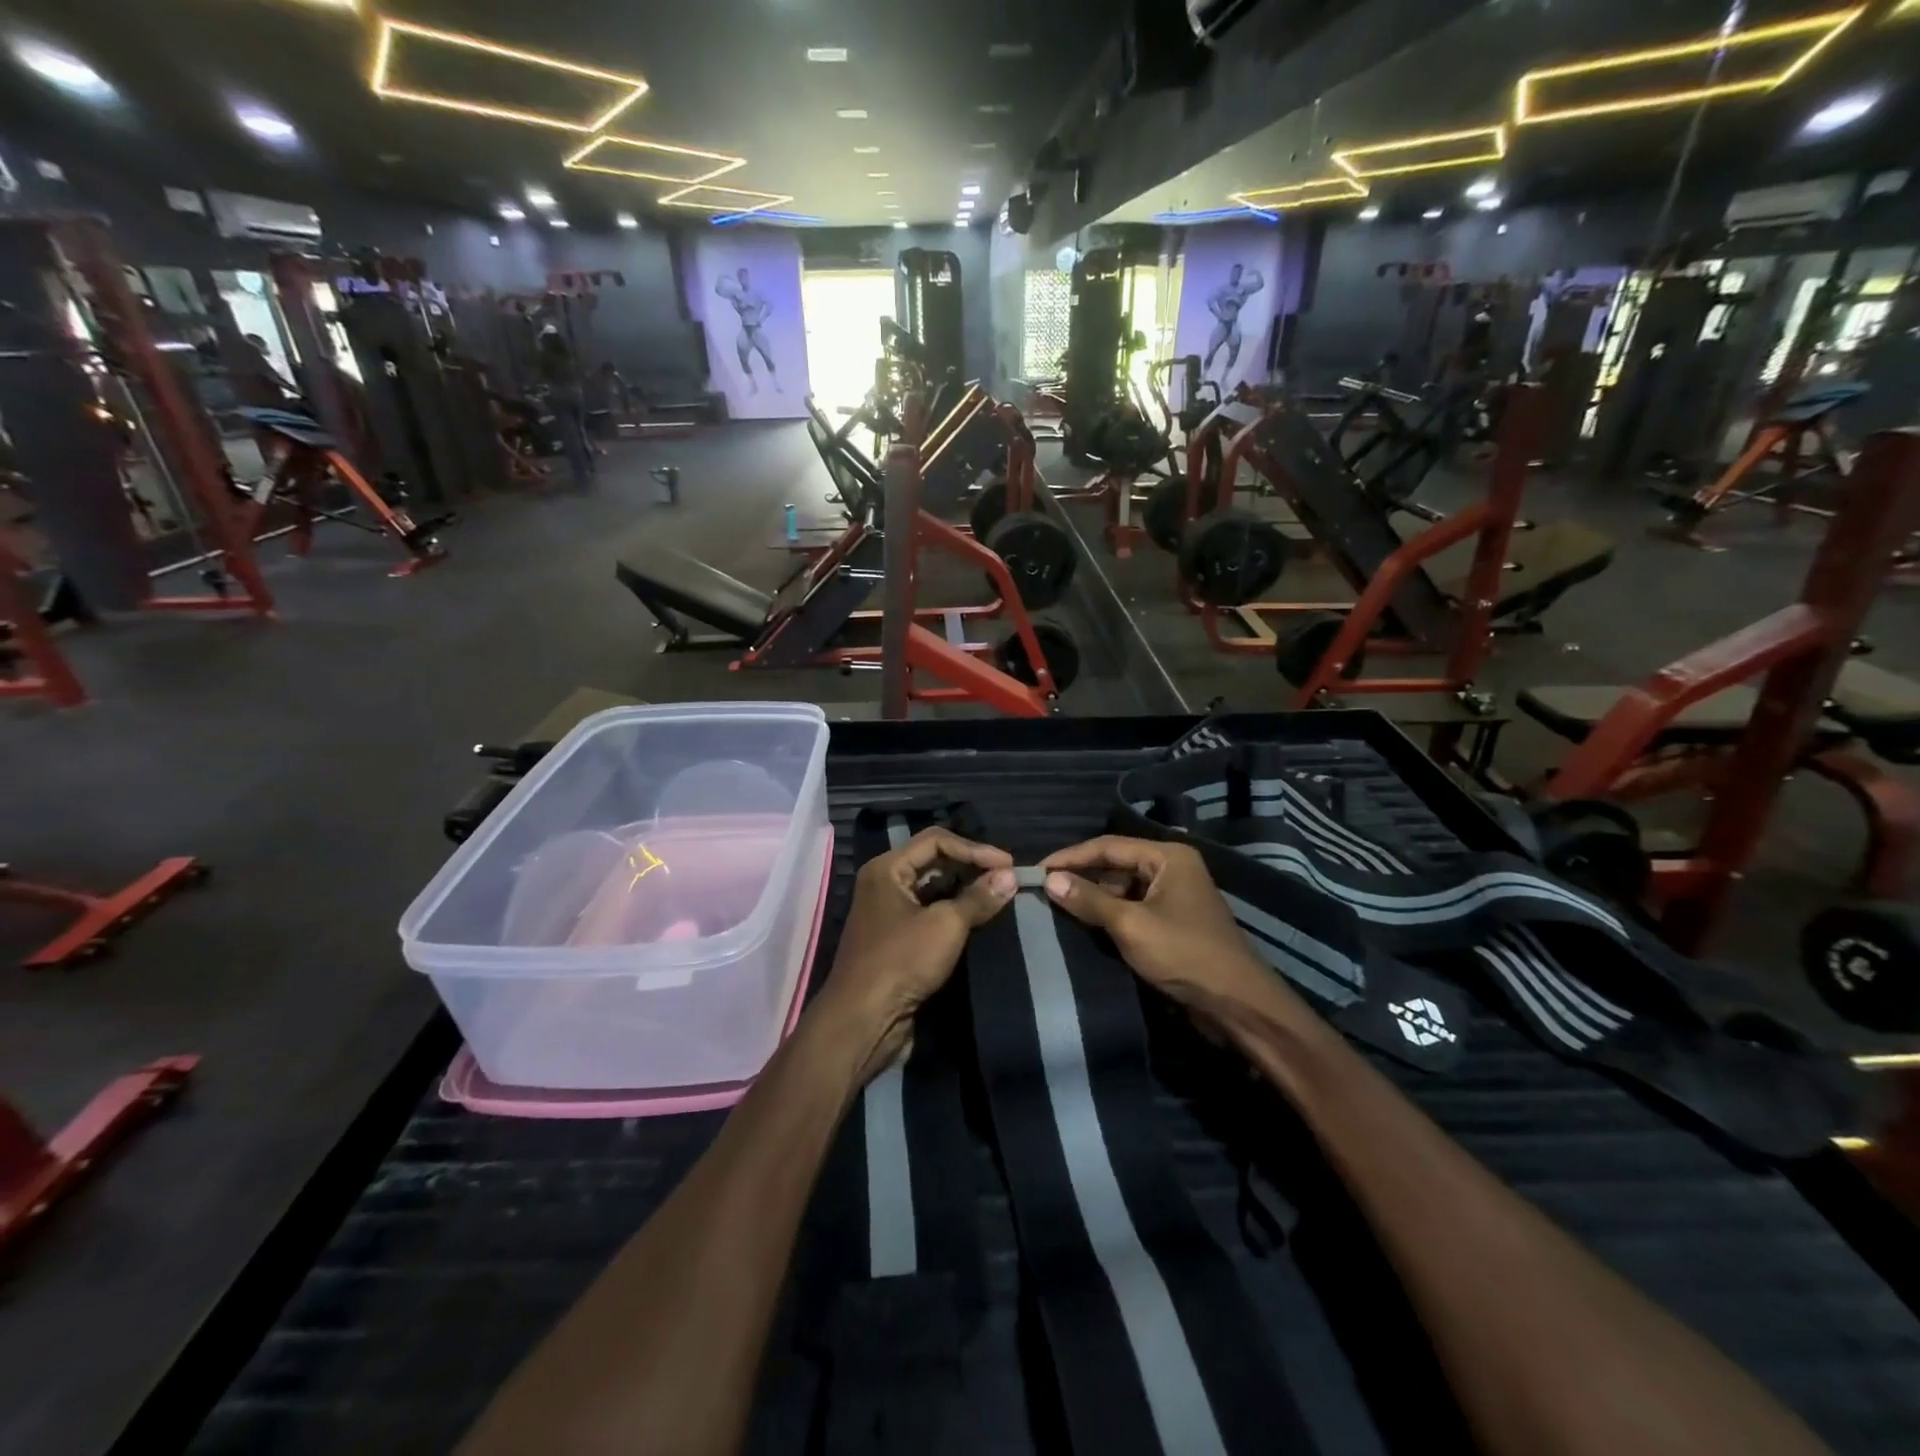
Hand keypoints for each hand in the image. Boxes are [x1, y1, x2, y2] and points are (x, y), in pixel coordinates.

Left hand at [819, 828, 1015, 1082]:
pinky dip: (955, 912)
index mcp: (887, 868)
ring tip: (1000, 895)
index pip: (936, 841)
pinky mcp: (898, 940)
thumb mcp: (945, 925)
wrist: (863, 1021)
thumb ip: (979, 898)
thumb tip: (1010, 876)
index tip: (1008, 864)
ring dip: (965, 890)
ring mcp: (889, 913)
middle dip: (971, 867)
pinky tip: (980, 918)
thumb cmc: (901, 961)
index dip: (975, 849)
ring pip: (933, 888)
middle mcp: (885, 884)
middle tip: (1007, 878)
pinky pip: (930, 913)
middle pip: (934, 862)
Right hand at [1040, 836, 1299, 1018]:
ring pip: (1123, 889)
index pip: (1109, 846)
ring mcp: (1173, 896)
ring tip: (1056, 907)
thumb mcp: (1131, 925)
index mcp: (1168, 857)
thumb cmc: (1185, 954)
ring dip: (1093, 898)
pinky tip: (1084, 925)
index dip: (1071, 857)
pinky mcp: (1172, 923)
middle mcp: (1172, 869)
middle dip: (1081, 877)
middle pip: (1116, 865)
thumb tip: (1050, 880)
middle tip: (1043, 889)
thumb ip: (1089, 900)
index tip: (1037, 869)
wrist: (1237, 1004)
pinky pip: (1133, 909)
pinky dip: (1109, 915)